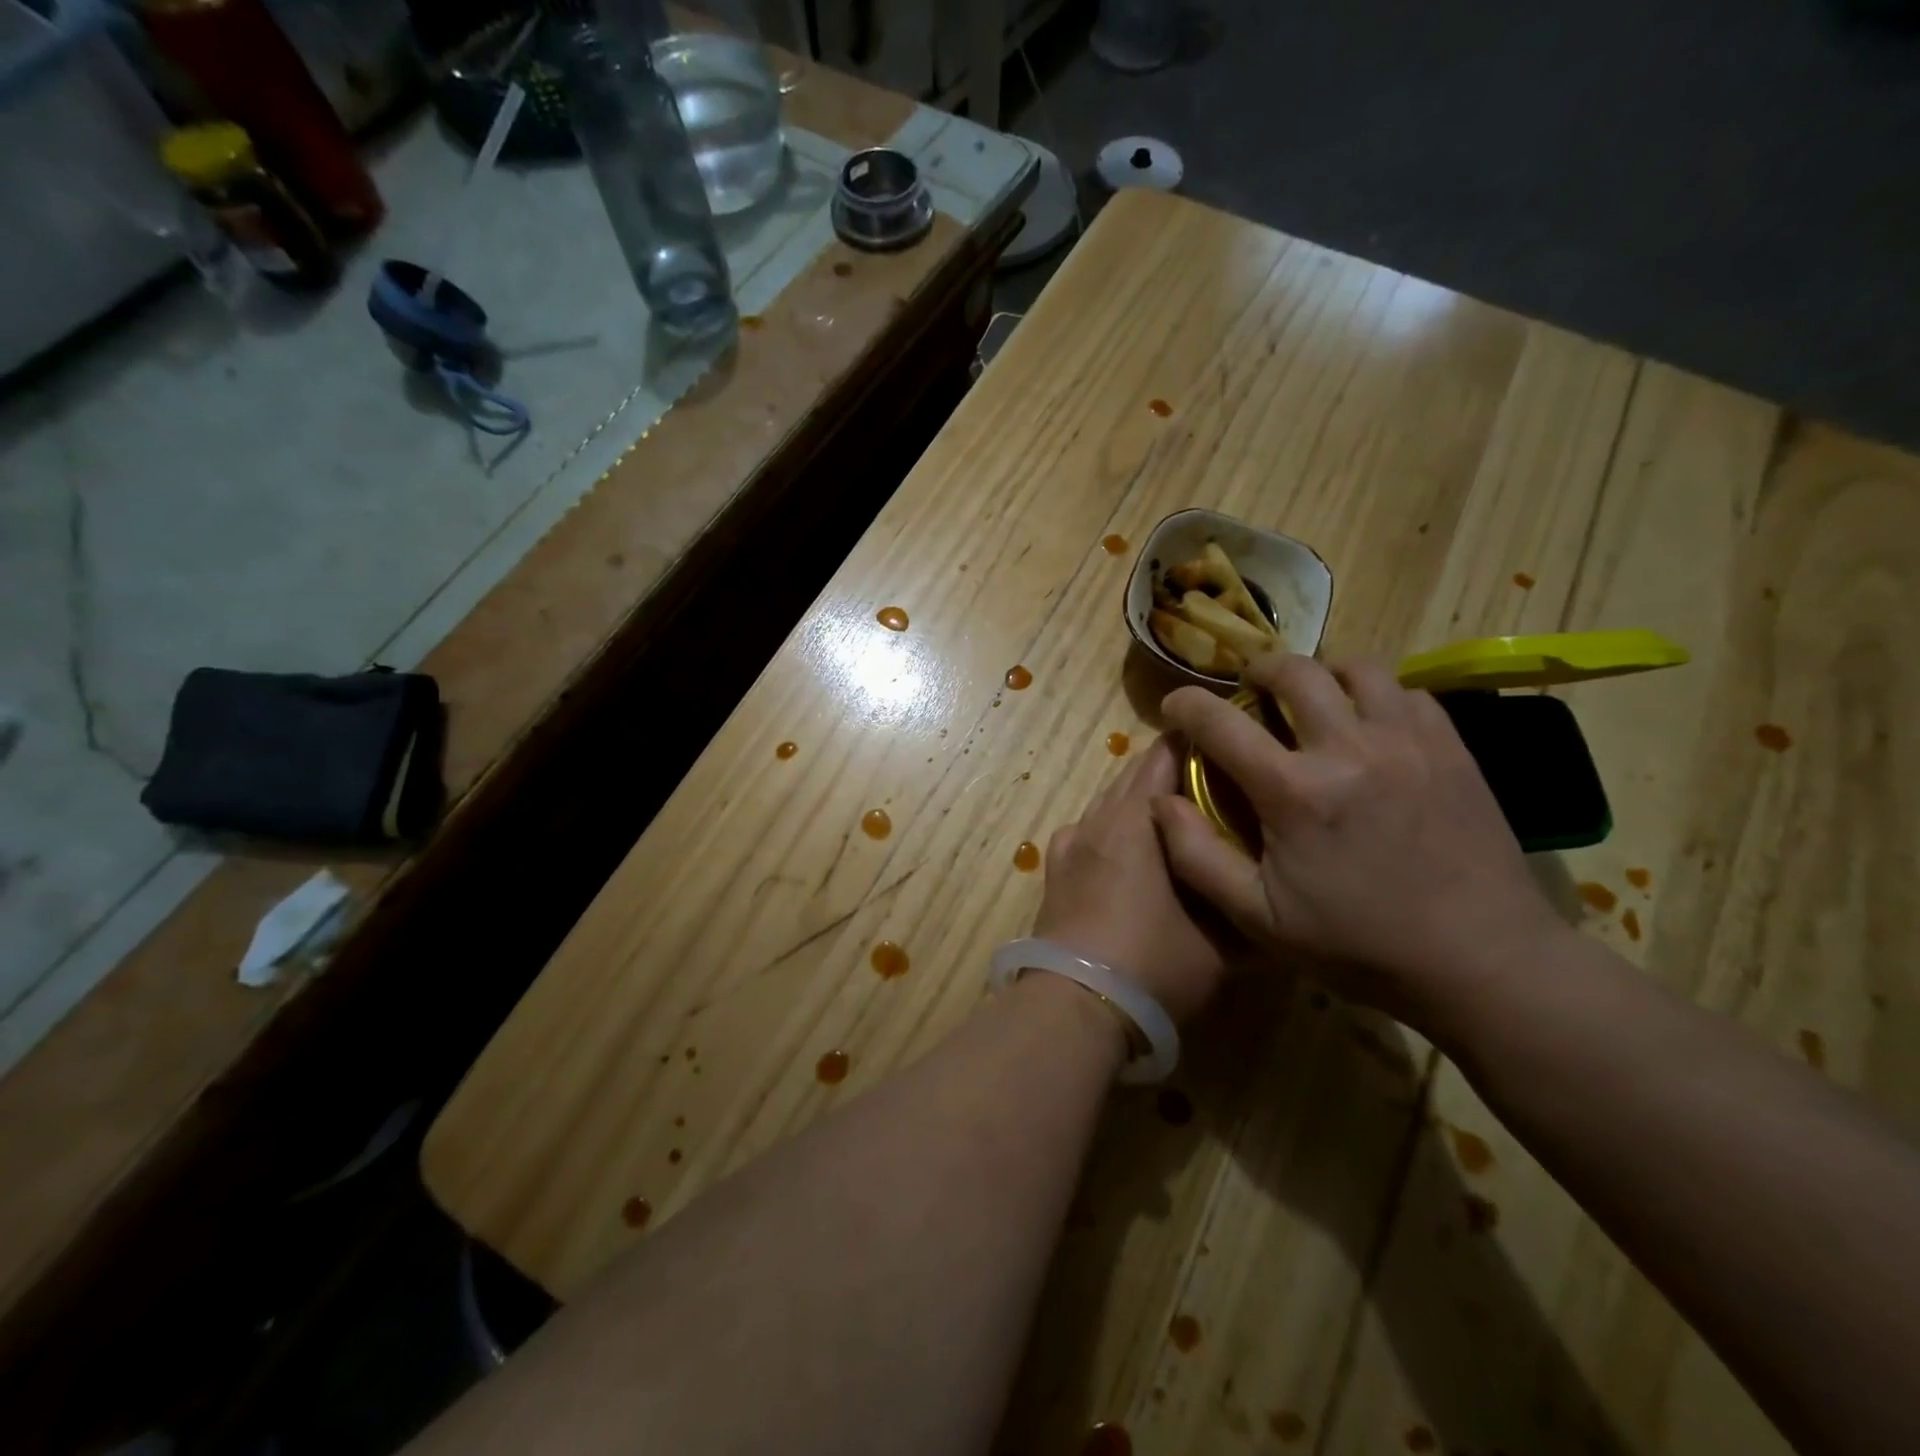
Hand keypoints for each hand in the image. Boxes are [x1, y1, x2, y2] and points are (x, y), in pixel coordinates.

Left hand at [1033, 736, 1233, 1022]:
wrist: (1074, 1003)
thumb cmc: (1153, 963)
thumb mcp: (1219, 941)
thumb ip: (1243, 903)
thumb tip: (1269, 888)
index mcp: (1133, 819)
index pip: (1162, 757)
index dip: (1194, 746)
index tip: (1226, 749)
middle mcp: (1096, 819)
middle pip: (1132, 775)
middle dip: (1168, 774)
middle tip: (1210, 787)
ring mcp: (1069, 844)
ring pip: (1107, 803)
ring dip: (1137, 802)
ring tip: (1175, 821)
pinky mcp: (1054, 870)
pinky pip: (1088, 831)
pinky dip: (1111, 829)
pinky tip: (1128, 855)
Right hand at [1152, 653, 1567, 1028]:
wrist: (1482, 962)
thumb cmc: (1358, 945)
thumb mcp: (1257, 918)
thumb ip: (1196, 856)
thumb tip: (1161, 802)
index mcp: (1294, 792)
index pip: (1221, 723)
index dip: (1186, 706)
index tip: (1175, 706)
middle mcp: (1350, 749)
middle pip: (1295, 672)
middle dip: (1258, 670)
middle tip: (1248, 690)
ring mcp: (1408, 742)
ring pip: (1358, 669)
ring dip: (1322, 674)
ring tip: (1312, 698)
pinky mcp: (1452, 749)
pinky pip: (1408, 692)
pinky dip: (1377, 694)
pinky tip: (1369, 724)